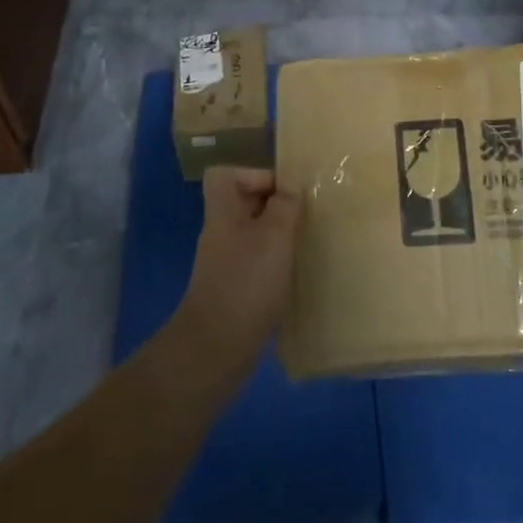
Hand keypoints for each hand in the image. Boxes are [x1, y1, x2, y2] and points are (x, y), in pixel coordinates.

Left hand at [173, 168, 301, 376]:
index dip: (255, 174)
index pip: (226, 175)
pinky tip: (295, 273)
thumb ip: (285, 206)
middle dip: (275, 204)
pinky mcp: (235, 288)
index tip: (285, 190)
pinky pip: (257, 261)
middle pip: (243, 202)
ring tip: (305, 243)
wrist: (217, 348)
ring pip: (254, 232)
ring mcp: (226, 262)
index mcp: (223, 213)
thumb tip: (291, 189)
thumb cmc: (247, 282)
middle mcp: (221, 233)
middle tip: (305, 215)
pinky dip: (276, 262)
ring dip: (279, 235)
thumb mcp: (274, 236)